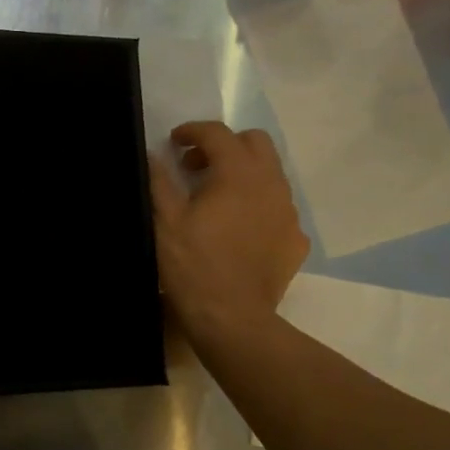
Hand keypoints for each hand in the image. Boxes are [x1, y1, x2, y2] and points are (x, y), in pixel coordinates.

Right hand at [149, 121, 307, 342]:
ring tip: (217, 197)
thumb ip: (159, 181)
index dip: (193, 131)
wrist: (232, 318)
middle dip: (225, 145)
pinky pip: (278, 208)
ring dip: (244, 173)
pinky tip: (240, 228)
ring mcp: (288, 213)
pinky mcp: (295, 239)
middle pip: (255, 143)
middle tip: (197, 167)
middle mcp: (271, 184)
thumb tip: (154, 155)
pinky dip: (258, 205)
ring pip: (271, 174)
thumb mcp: (165, 222)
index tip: (174, 142)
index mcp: (237, 174)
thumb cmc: (193, 266)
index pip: (218, 133)